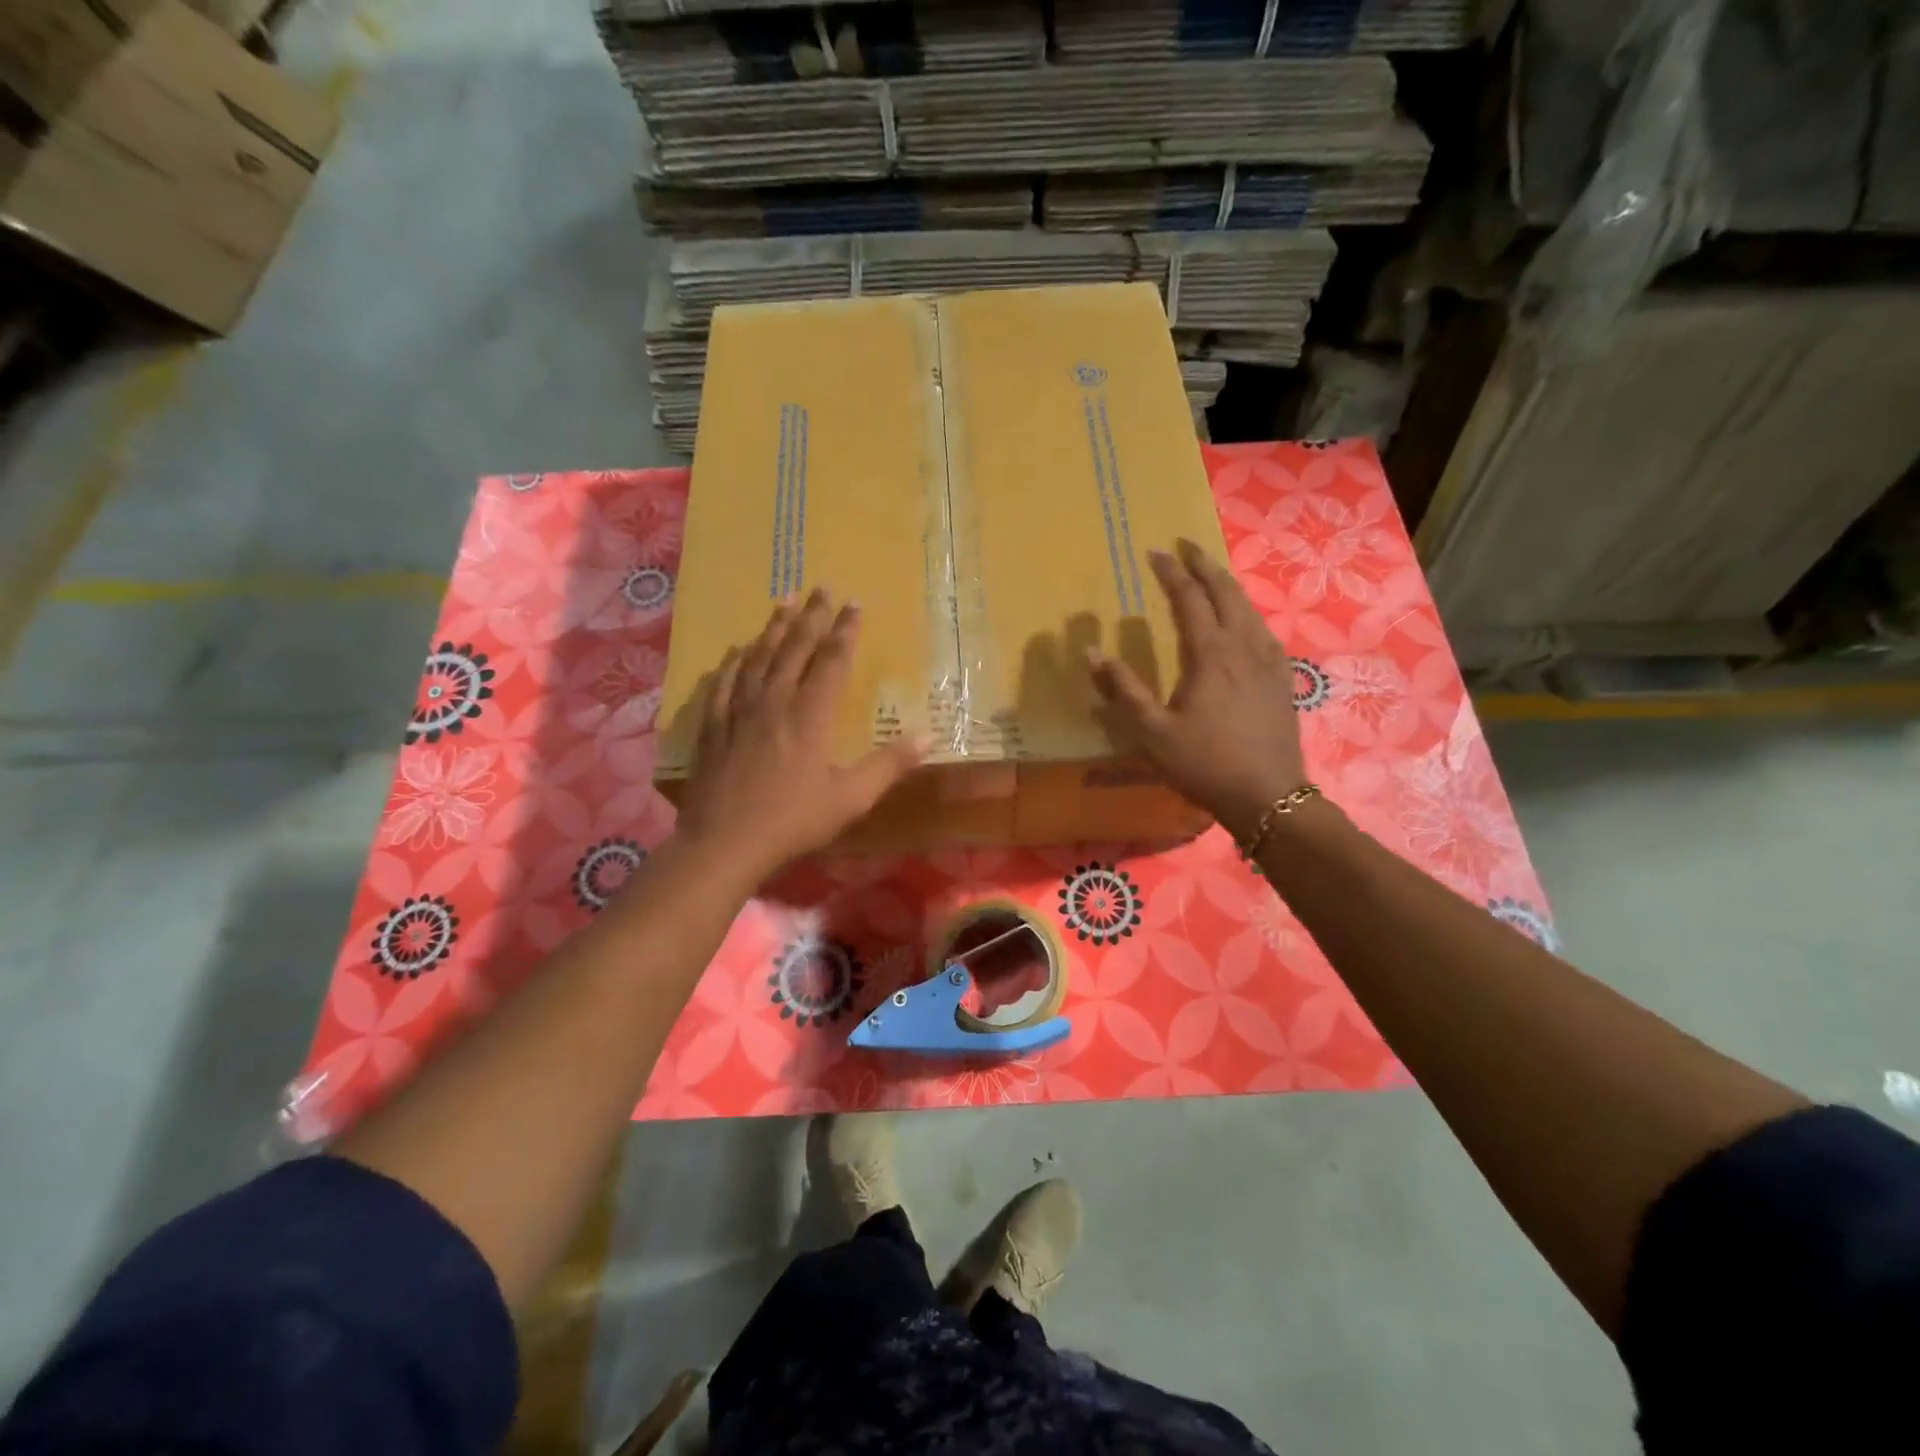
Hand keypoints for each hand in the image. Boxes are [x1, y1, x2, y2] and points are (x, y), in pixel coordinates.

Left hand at [676, 589, 927, 880]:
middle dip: (811, 616)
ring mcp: (739, 711)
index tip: (854, 603)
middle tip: (821, 586)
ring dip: (774, 628)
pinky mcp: (714, 726)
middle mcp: (775, 701)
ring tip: (784, 602)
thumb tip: (930, 736)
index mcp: (811, 715)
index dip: (845, 630)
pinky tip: (737, 650)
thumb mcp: (851, 798)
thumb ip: (890, 765)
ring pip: (759, 657)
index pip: (832, 660)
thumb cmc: (793, 821)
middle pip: (794, 648)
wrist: (724, 842)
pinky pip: (724, 683)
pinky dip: (734, 662)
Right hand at [1087, 539, 1308, 839]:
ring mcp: (1269, 661)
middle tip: (1186, 546)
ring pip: (1248, 608)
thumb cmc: (1204, 763)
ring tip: (1212, 575)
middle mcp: (1243, 646)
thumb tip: (1091, 652)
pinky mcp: (1282, 678)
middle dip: (1204, 565)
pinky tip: (1244, 622)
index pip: (1188, 598)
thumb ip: (1122, 689)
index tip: (1154, 551)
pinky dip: (1247, 612)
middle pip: (1225, 592)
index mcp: (1210, 654)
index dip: (1170, 573)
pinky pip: (1263, 630)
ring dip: (1227, 585)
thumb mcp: (1151, 732)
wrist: (1268, 796)